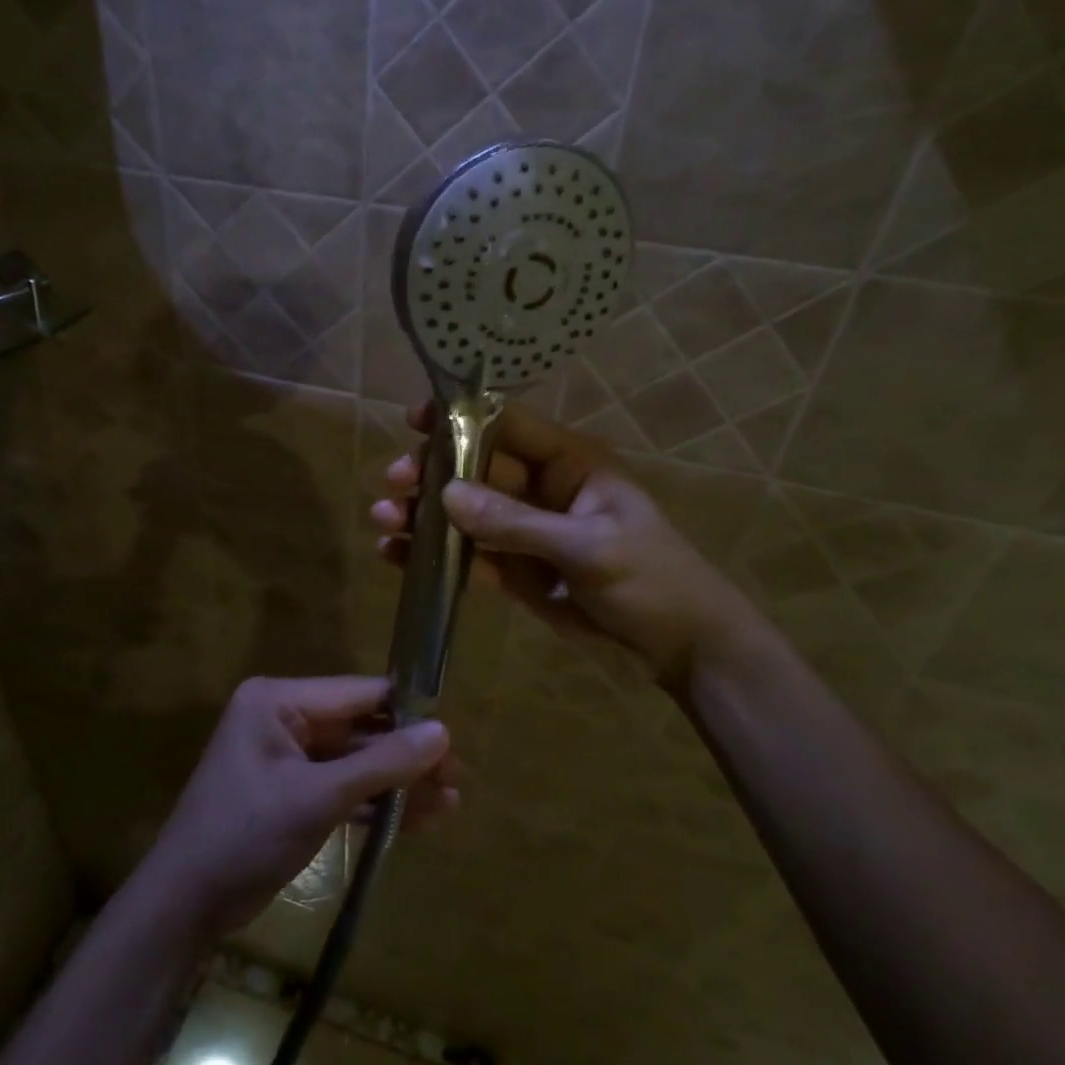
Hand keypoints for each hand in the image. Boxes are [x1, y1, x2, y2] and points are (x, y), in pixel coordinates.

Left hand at [143, 676, 458, 938]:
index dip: (405, 710)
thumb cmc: (245, 836)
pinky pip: (341, 787)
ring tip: (450, 801)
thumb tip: (443, 732)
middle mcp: (283, 719)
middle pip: (359, 728)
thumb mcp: (317, 798)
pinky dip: (374, 803)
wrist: (185, 906)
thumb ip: (381, 764)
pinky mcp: (291, 792)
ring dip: (397, 782)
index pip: (356, 693)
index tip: (451, 732)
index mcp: (278, 701)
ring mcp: (286, 757)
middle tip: (457, 776)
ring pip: (354, 761)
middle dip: (406, 754)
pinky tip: (418, 818)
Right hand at [371, 403, 759, 685]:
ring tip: (383, 522)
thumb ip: (516, 523)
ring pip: (465, 514)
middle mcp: (541, 489)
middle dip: (432, 473)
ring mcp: (525, 532)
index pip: (507, 425)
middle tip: (393, 483)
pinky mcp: (515, 570)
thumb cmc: (652, 580)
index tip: (413, 420)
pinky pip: (469, 556)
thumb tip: (447, 496)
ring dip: (424, 516)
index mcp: (569, 463)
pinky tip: (395, 557)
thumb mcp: (589, 548)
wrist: (680, 647)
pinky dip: (435, 556)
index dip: (461, 418)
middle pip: (475, 470)